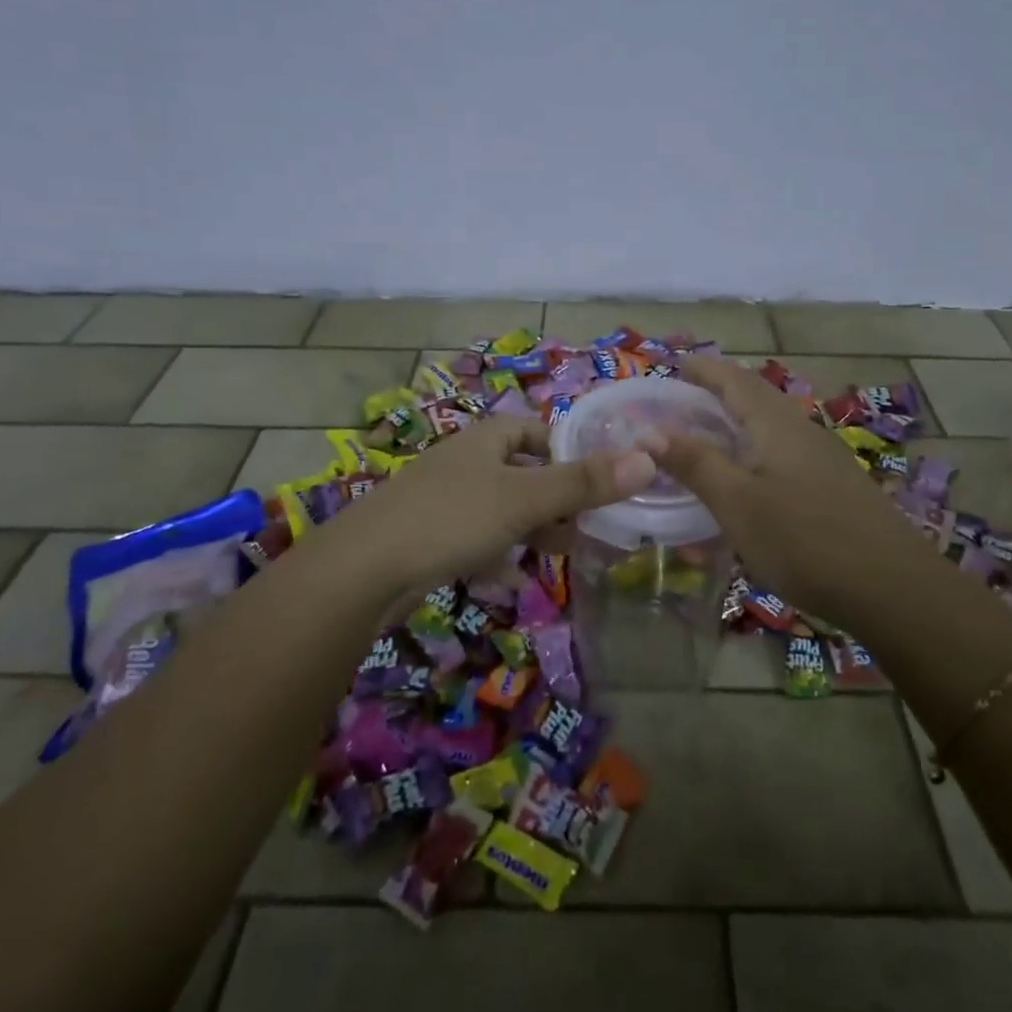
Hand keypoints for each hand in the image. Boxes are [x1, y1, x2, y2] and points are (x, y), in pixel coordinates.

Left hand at [321, 416, 656, 599]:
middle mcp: (464, 463)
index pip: (536, 430)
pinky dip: (499, 556)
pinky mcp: (428, 538)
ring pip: (500, 508)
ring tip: (565, 552)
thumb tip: (648, 458)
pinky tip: (516, 581)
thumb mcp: (524, 499)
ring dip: (532, 528)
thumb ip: (584, 483)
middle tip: (592, 522)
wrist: (362, 570)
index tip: (600, 476)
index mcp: (485, 440)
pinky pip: (476, 540)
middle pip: (521, 470)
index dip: (568, 448)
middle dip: (556, 496)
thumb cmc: (451, 518)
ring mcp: (443, 501)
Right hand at [657, 356, 920, 621]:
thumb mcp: (737, 503)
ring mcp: (823, 457)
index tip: (674, 364)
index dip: (703, 369)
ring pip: (771, 425)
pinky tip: (747, 477)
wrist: (892, 588)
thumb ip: (695, 464)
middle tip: (682, 400)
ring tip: (707, 434)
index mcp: (775, 424)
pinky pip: (783, 451)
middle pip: (755, 396)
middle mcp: (801, 429)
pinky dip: (754, 449)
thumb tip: (650, 432)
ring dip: (737, 421)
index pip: (733, 379)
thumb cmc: (804, 540)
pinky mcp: (834, 485)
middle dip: (718, 391)